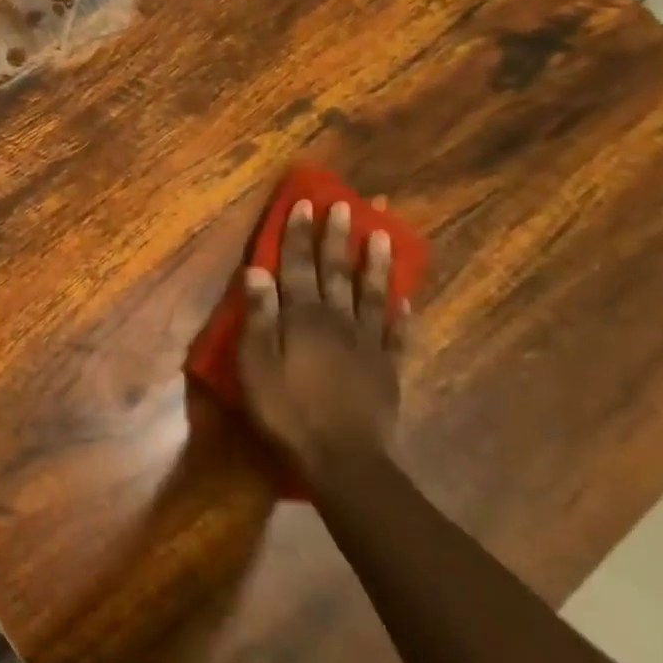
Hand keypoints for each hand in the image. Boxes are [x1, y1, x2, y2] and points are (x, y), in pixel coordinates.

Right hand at [236, 199, 407, 481]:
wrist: (343, 459)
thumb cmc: (287, 410)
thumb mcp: (256, 364)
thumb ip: (259, 316)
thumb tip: (257, 271)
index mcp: (303, 318)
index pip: (297, 266)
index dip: (298, 235)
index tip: (304, 203)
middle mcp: (338, 321)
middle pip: (337, 272)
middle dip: (338, 237)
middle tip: (346, 205)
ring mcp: (368, 344)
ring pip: (373, 294)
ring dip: (376, 263)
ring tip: (384, 234)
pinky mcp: (388, 370)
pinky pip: (398, 334)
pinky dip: (402, 313)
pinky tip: (406, 299)